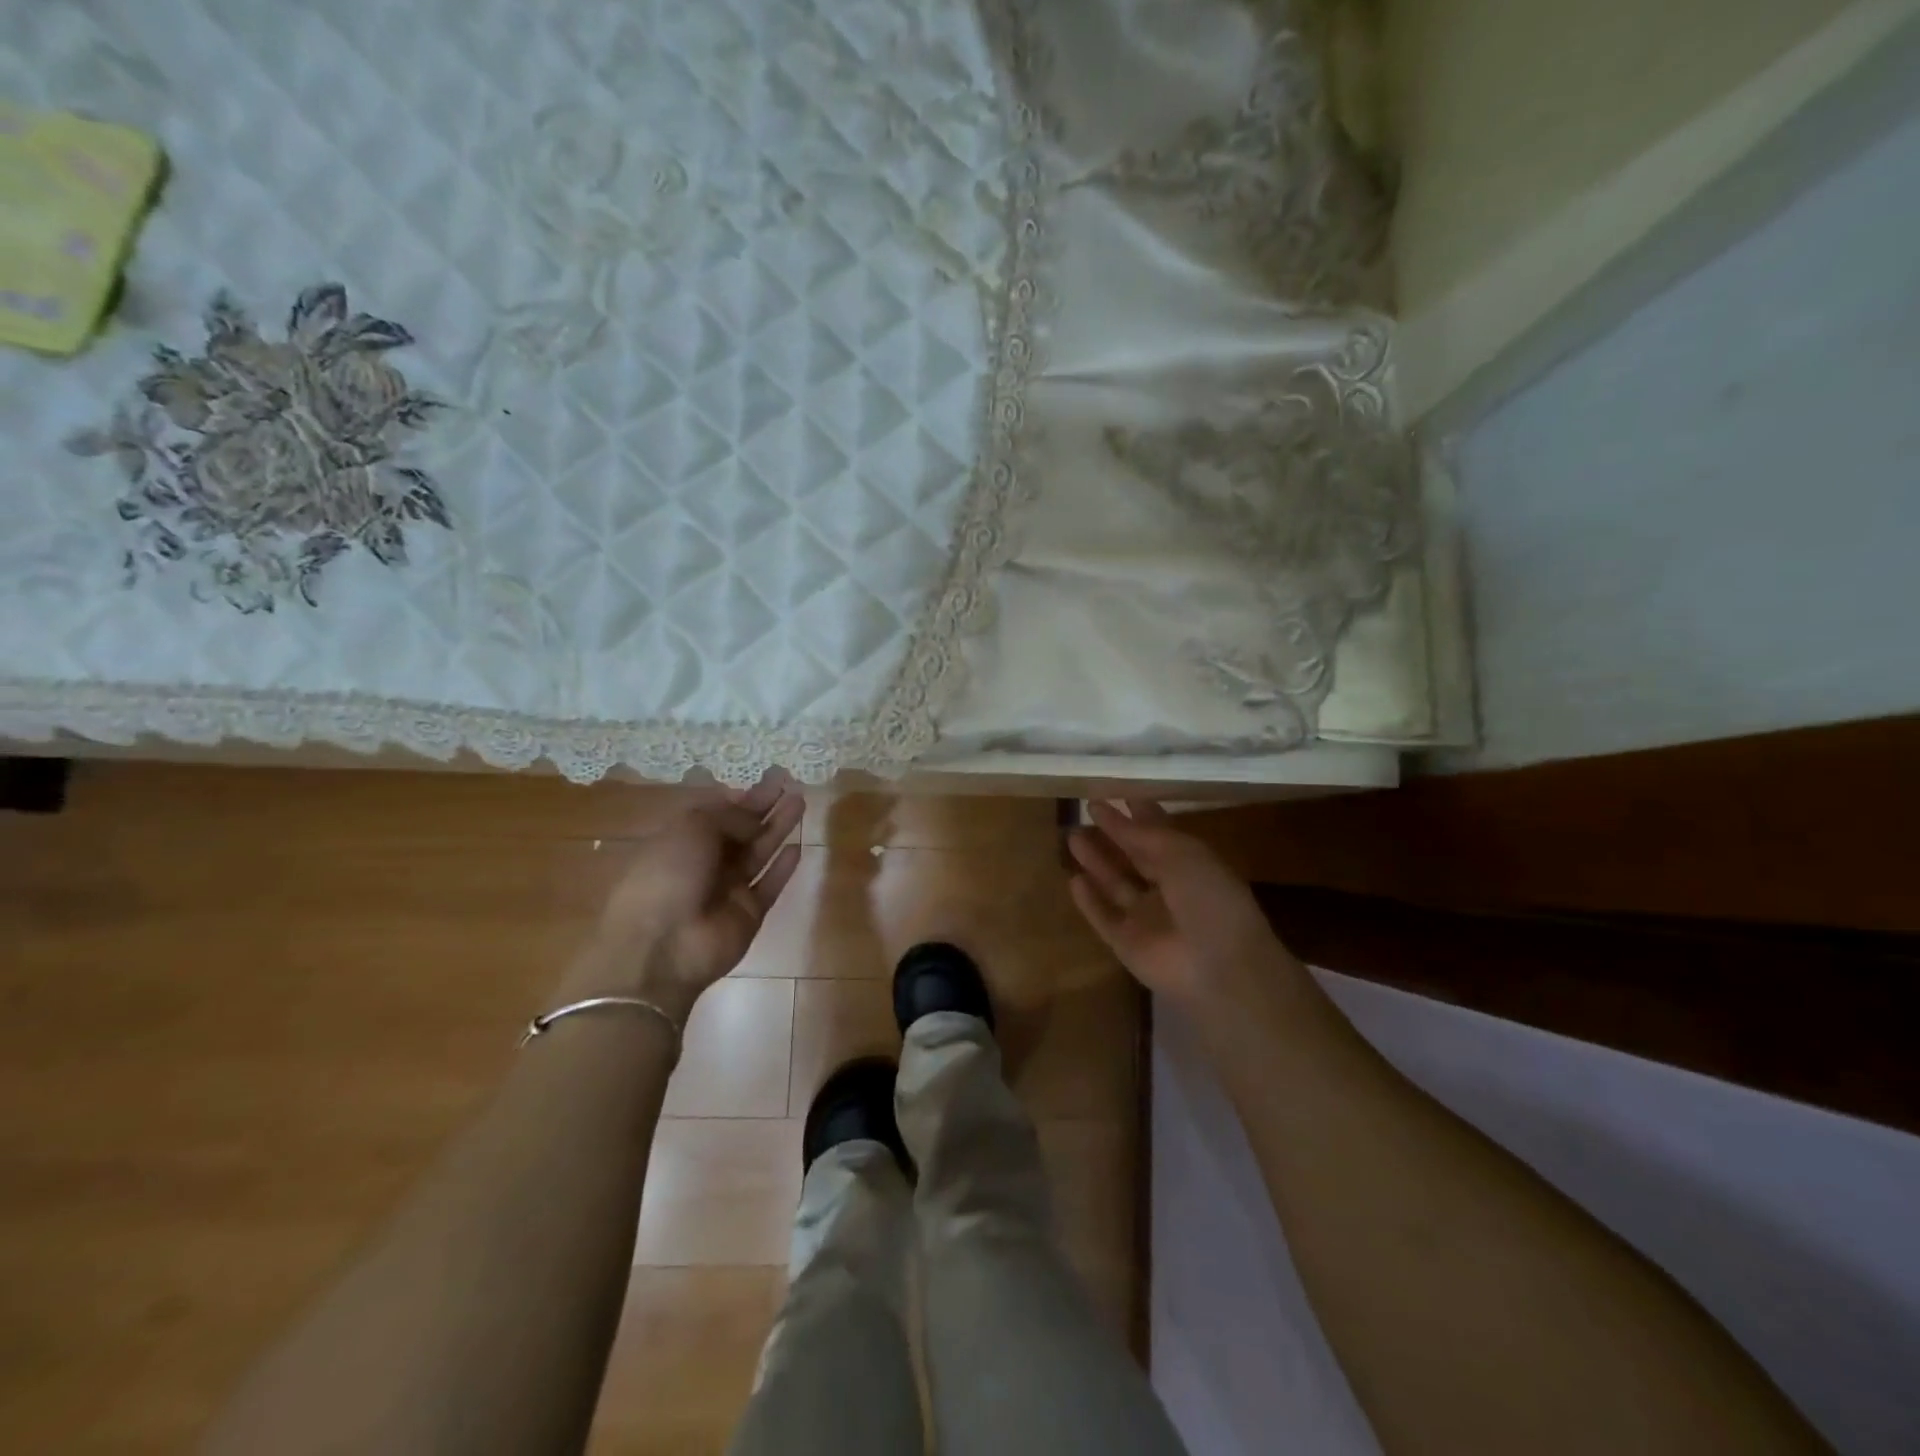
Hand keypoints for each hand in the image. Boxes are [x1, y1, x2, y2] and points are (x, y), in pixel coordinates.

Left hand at [563, 773, 804, 1022]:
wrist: (663, 948)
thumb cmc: (667, 876)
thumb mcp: (692, 830)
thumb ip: (729, 817)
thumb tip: (755, 818)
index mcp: (680, 841)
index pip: (716, 814)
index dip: (742, 796)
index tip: (768, 779)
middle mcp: (704, 863)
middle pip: (741, 830)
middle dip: (765, 807)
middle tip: (791, 784)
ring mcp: (727, 890)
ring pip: (758, 853)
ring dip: (778, 828)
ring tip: (801, 802)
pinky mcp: (748, 913)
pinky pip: (769, 885)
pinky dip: (783, 868)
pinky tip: (798, 847)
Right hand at [1068, 800, 1299, 1011]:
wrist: (1218, 967)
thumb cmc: (1209, 898)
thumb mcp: (1181, 853)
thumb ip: (1144, 833)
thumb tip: (1113, 812)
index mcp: (1191, 864)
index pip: (1160, 833)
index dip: (1139, 813)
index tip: (1114, 793)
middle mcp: (1169, 889)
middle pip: (1135, 856)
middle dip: (1113, 834)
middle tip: (1086, 809)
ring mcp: (1147, 918)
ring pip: (1115, 884)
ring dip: (1096, 861)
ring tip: (1072, 836)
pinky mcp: (1126, 943)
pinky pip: (1103, 917)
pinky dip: (1089, 900)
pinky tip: (1073, 880)